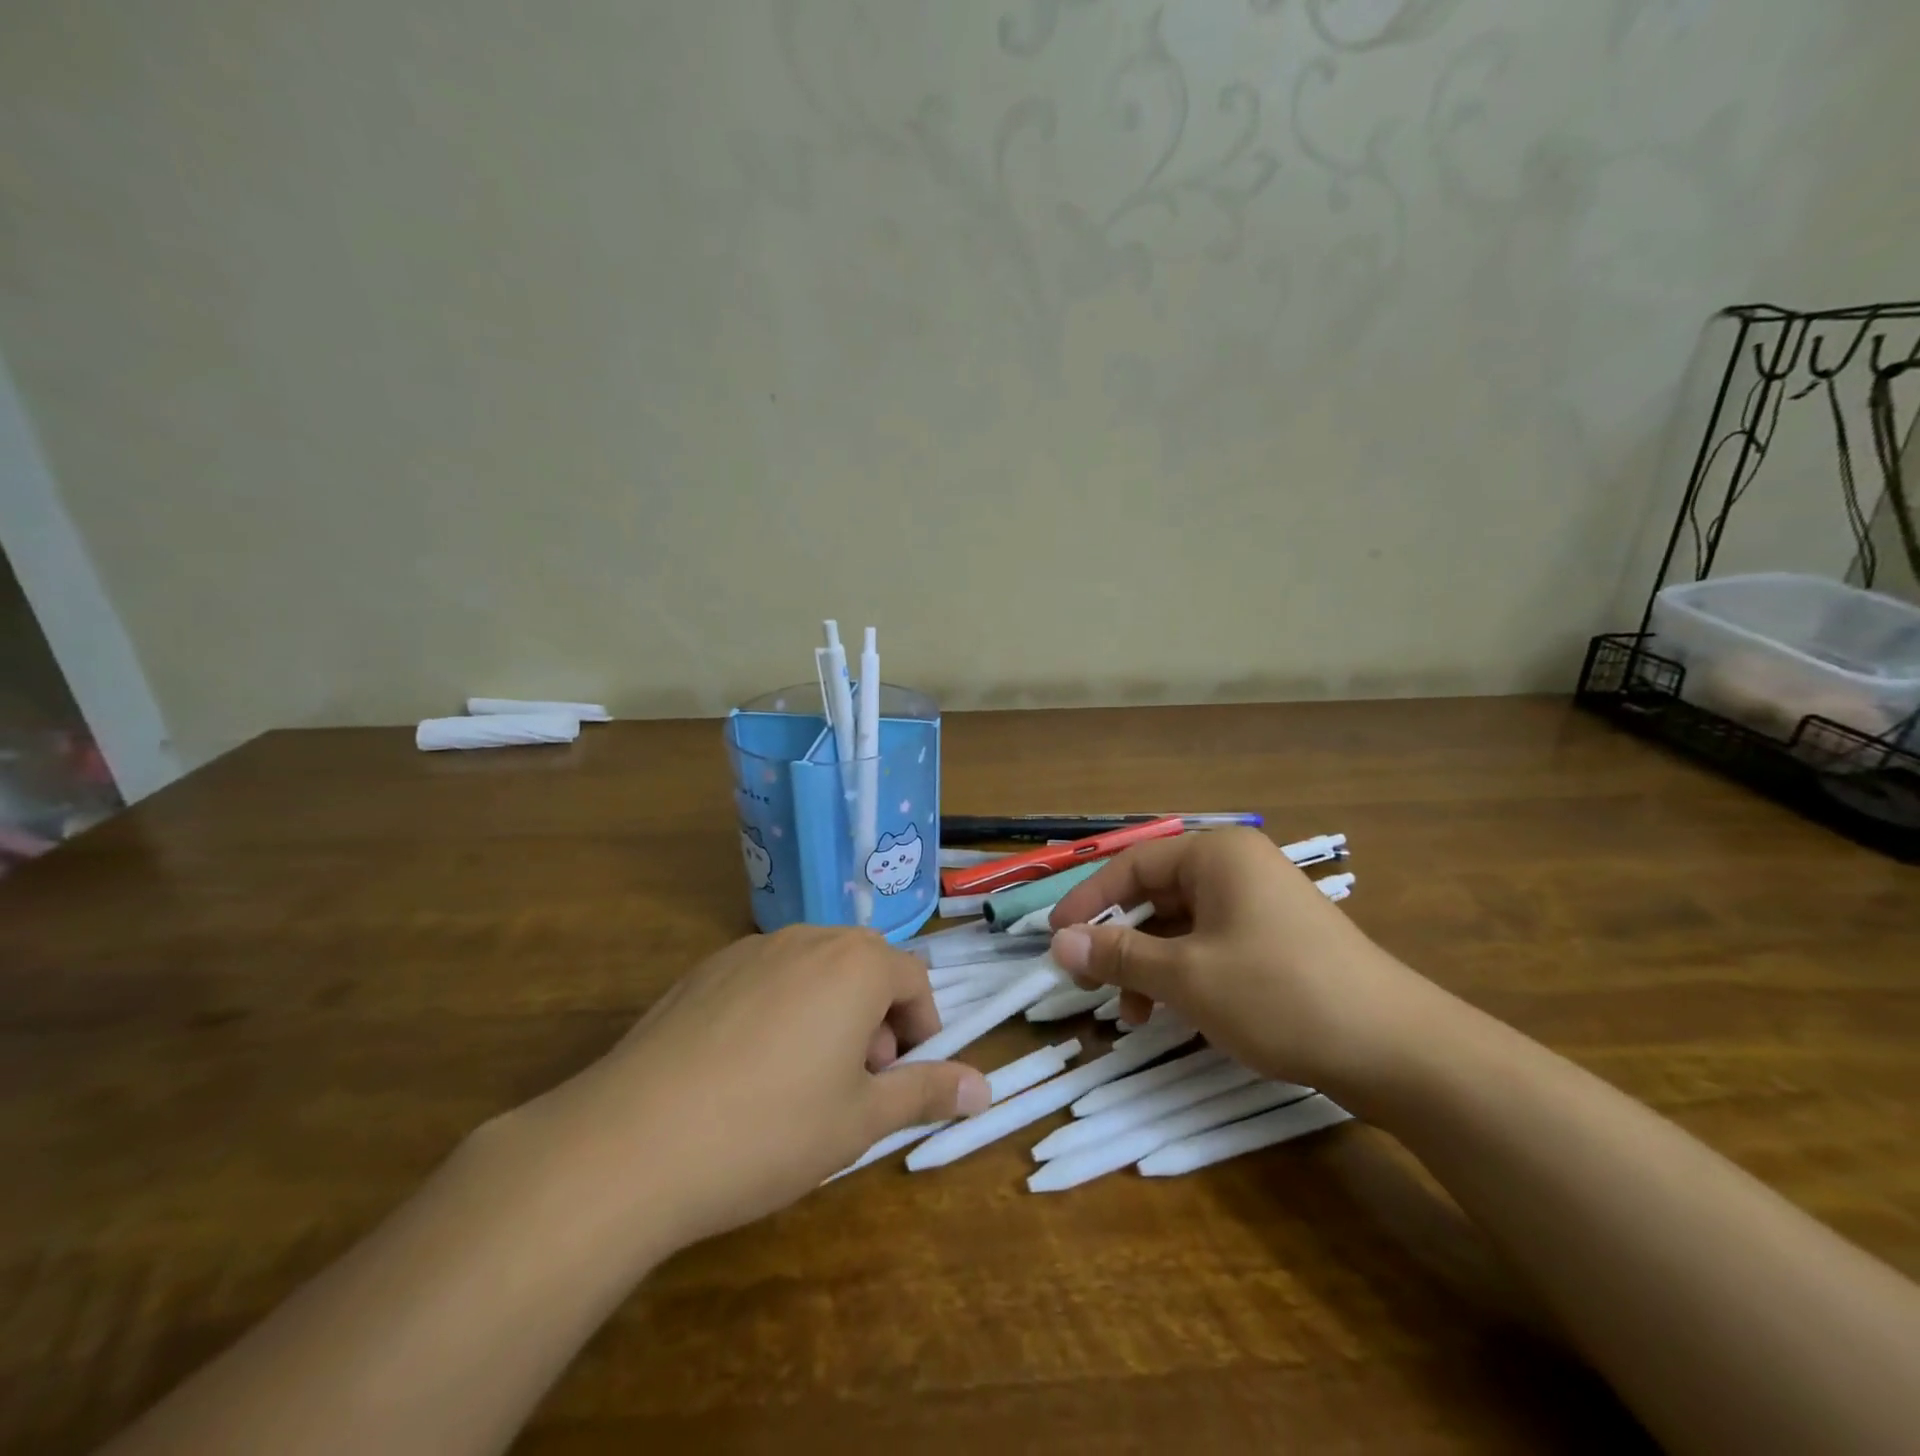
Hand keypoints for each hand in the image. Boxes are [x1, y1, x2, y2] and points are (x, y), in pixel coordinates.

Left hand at [521, 926, 989, 1256]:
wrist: (631, 1142)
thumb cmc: (770, 1129)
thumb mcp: (861, 1119)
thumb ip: (927, 1092)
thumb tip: (987, 1088)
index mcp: (855, 963)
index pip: (914, 979)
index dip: (921, 1028)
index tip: (904, 1076)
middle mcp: (806, 939)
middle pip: (864, 966)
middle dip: (876, 1018)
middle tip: (857, 1082)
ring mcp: (749, 950)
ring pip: (814, 970)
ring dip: (830, 1012)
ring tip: (804, 1080)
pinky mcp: (703, 971)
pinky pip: (765, 978)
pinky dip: (780, 1010)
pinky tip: (746, 1071)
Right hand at [1046, 828, 1437, 1100]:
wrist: (1398, 1050)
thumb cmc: (1280, 995)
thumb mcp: (1186, 976)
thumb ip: (1117, 955)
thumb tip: (1057, 943)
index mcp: (1216, 855)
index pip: (1131, 866)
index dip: (1087, 902)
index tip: (1054, 939)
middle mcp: (1236, 868)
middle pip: (1155, 895)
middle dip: (1120, 941)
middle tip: (1090, 982)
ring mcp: (1260, 905)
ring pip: (1181, 926)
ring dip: (1149, 965)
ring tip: (1133, 1015)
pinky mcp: (1276, 942)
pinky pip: (1211, 946)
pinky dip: (1183, 975)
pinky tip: (1173, 1014)